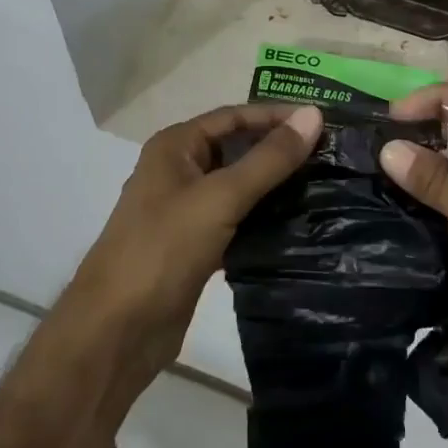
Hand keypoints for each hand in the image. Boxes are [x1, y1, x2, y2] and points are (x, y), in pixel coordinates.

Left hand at [71, 104, 322, 375]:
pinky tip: (299, 224)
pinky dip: (264, 219)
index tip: (323, 122)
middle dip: (279, 150)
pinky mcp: (196, 247)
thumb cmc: (163, 249)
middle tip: (331, 154)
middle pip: (237, 149)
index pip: (234, 117)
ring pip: (239, 187)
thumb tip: (313, 116)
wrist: (116, 331)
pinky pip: (237, 220)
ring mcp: (186, 211)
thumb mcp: (220, 197)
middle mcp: (179, 171)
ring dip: (276, 186)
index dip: (276, 115)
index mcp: (175, 147)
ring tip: (324, 185)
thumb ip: (269, 158)